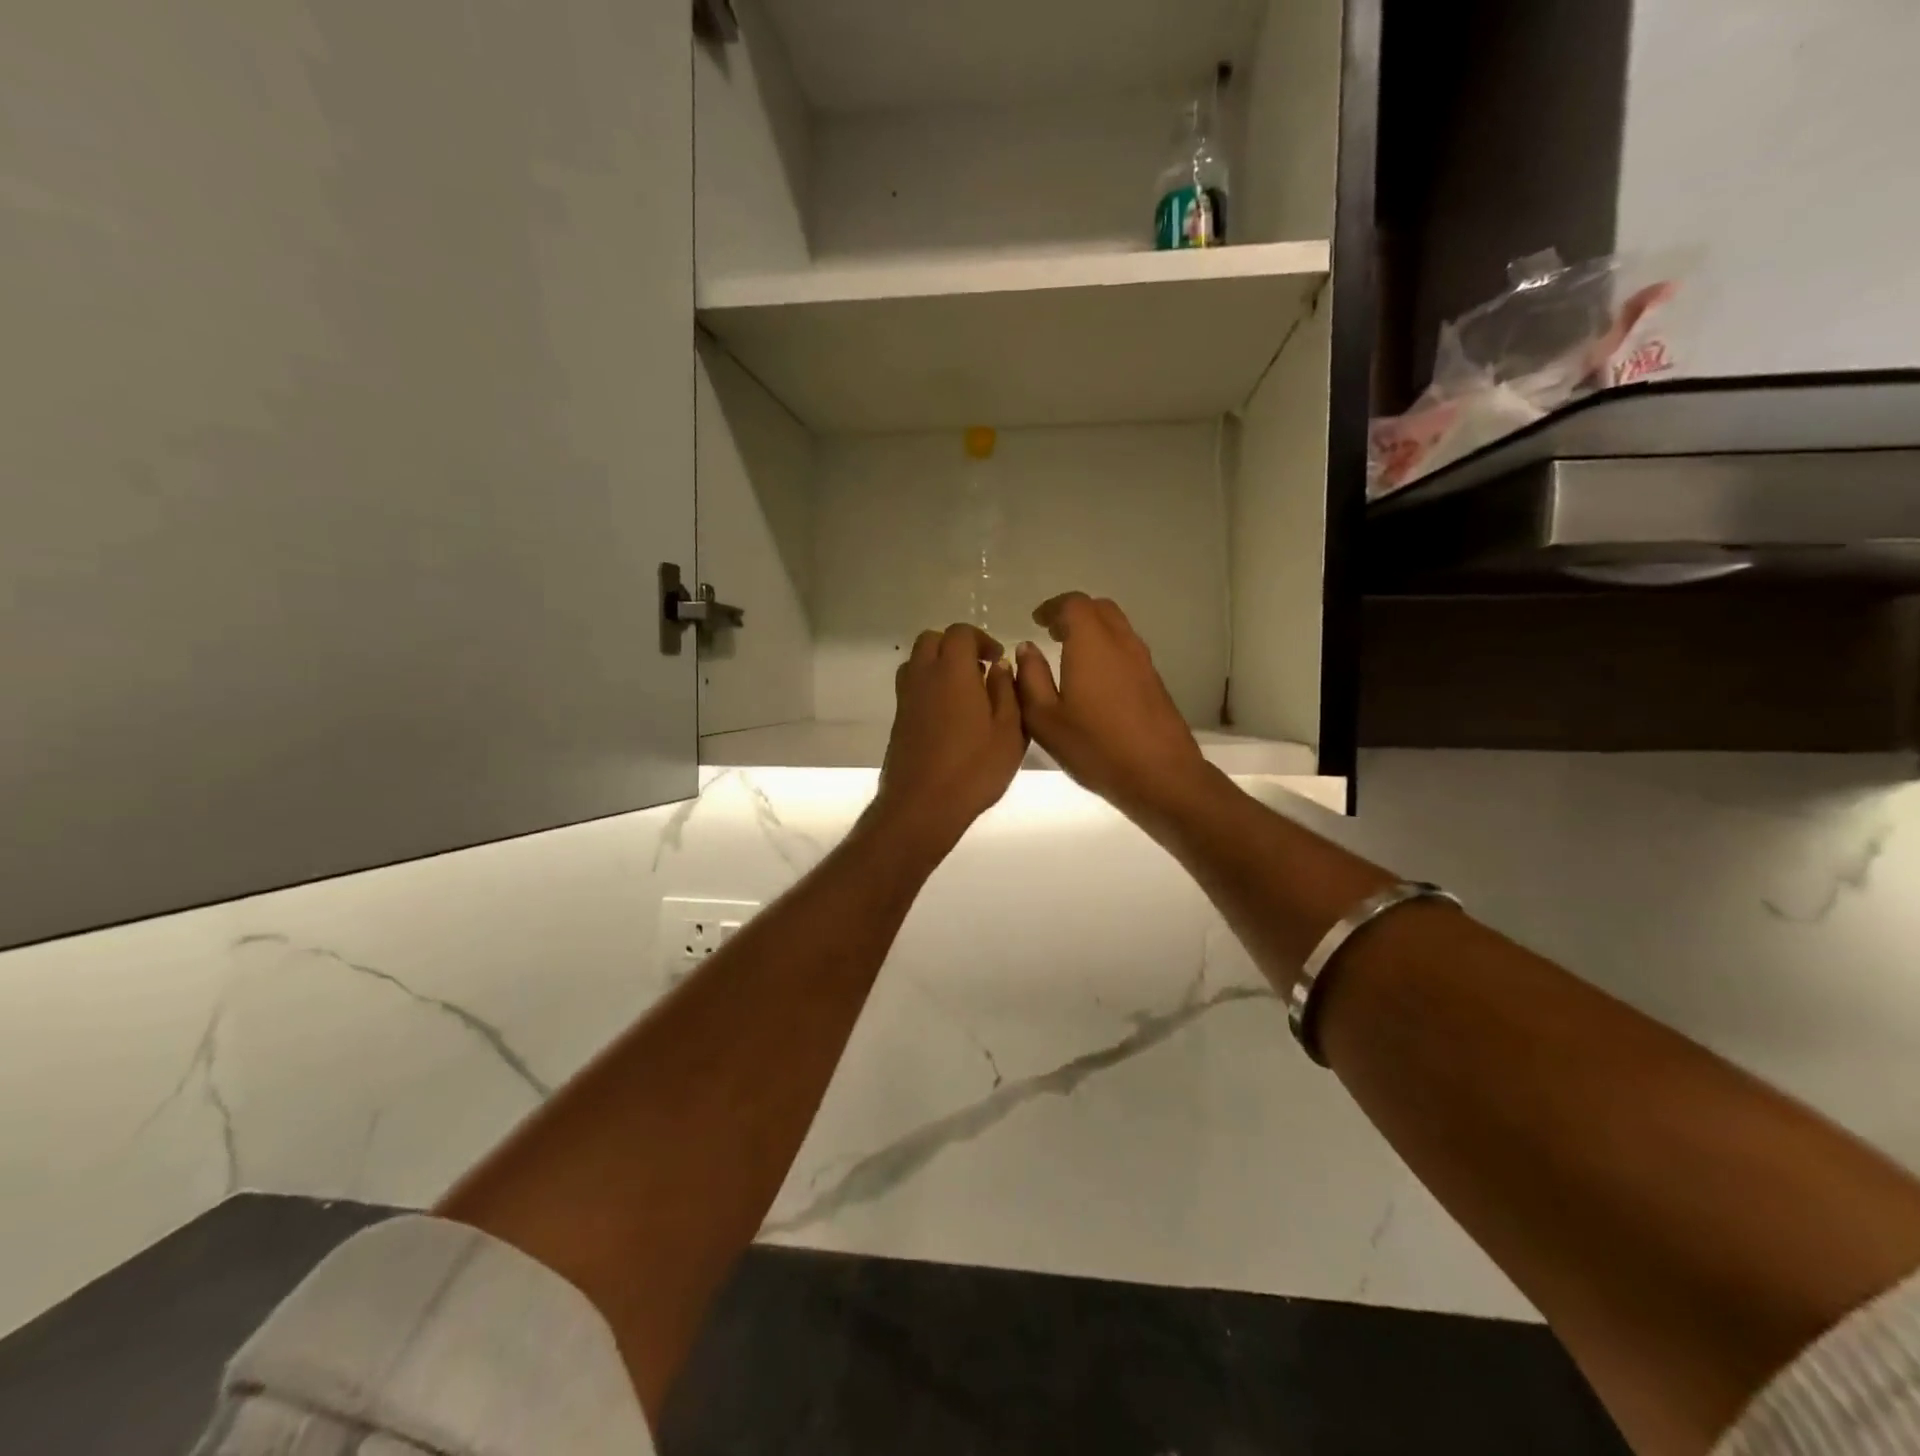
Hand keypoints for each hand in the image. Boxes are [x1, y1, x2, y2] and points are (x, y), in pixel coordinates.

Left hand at [870, 624, 1025, 853]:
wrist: (922, 806)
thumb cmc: (974, 769)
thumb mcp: (1009, 731)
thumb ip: (1007, 692)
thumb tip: (999, 667)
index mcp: (952, 671)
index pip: (960, 633)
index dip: (981, 639)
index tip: (997, 659)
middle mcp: (923, 676)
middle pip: (932, 640)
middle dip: (956, 646)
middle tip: (980, 670)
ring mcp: (906, 698)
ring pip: (916, 662)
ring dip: (939, 665)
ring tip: (964, 691)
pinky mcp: (898, 720)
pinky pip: (911, 687)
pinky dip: (929, 687)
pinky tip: (949, 715)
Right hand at [1015, 593, 1211, 823]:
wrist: (1160, 774)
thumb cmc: (1095, 746)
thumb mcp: (1045, 718)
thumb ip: (1031, 678)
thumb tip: (1027, 648)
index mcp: (1091, 643)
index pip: (1073, 604)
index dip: (1052, 608)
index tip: (1036, 621)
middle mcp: (1121, 642)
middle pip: (1099, 609)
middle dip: (1073, 614)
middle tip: (1052, 632)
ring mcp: (1142, 661)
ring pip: (1117, 627)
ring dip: (1092, 631)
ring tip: (1069, 653)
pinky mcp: (1154, 681)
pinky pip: (1126, 648)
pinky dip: (1106, 649)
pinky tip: (1093, 678)